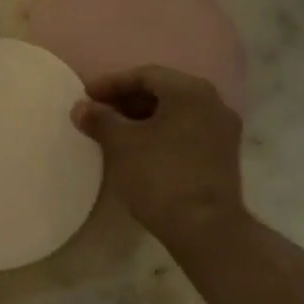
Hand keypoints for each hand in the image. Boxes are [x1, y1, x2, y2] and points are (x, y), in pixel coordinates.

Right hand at [72, 65, 245, 247]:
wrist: (205, 228)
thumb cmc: (160, 176)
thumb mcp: (122, 145)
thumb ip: (100, 120)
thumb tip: (81, 108)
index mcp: (190, 91)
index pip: (145, 75)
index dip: (111, 83)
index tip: (85, 96)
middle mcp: (212, 103)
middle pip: (162, 91)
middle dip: (126, 100)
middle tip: (97, 113)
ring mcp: (222, 130)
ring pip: (175, 113)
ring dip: (142, 117)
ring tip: (113, 132)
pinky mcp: (222, 156)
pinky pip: (185, 131)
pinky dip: (159, 133)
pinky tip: (138, 149)